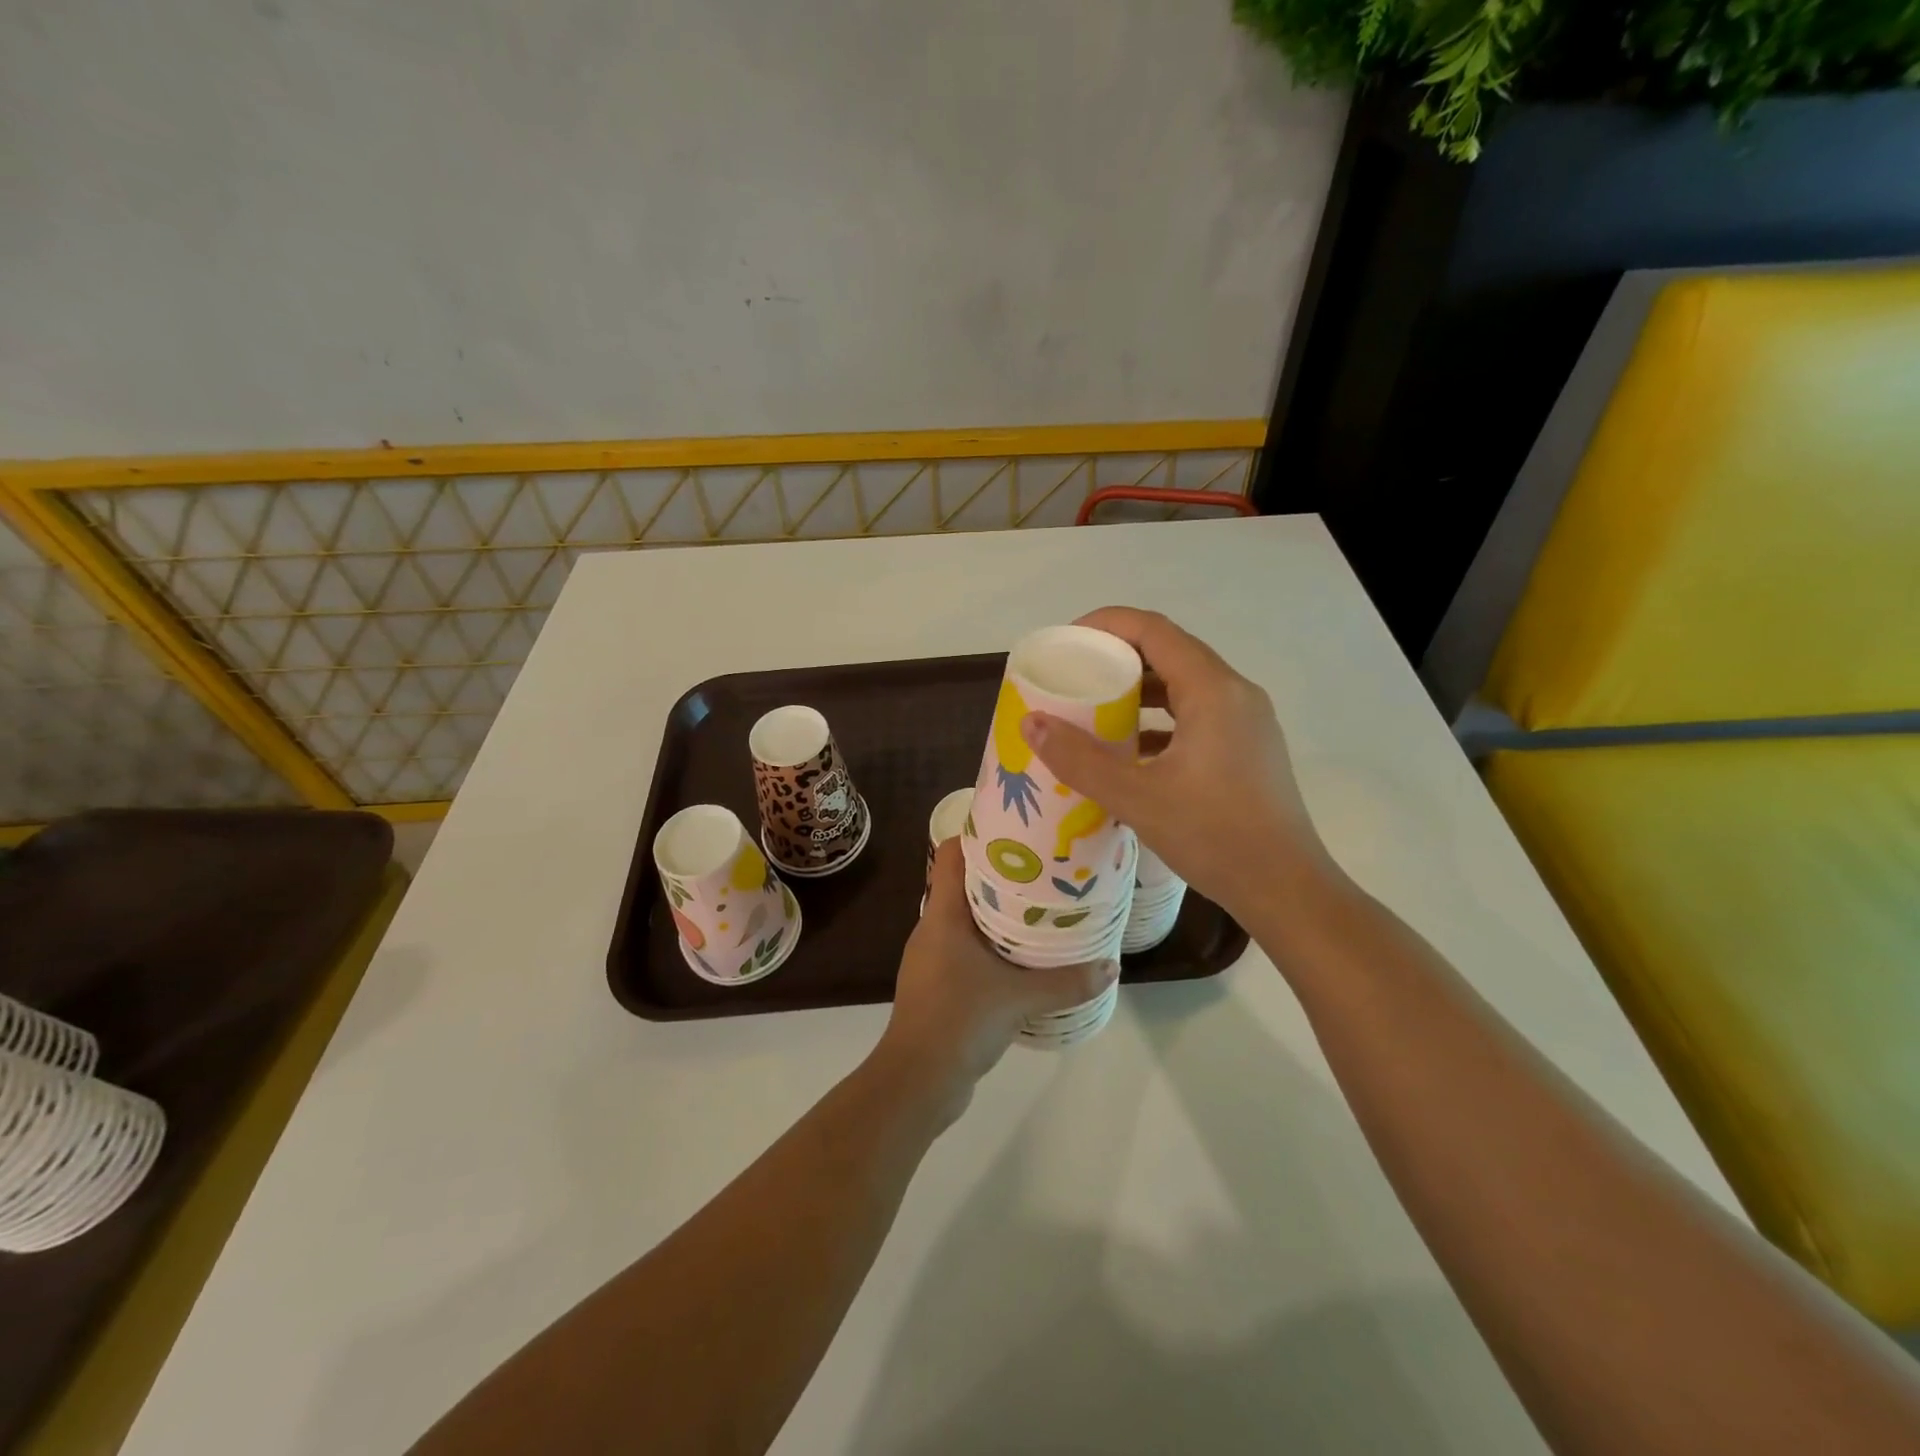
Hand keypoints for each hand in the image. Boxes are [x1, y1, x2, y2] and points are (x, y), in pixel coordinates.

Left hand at [875, 839, 1117, 1124]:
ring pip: (964, 917)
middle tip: (1042, 868)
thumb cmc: (960, 1020)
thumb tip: (1111, 967)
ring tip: (1038, 908)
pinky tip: (1020, 957)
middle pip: (961, 882)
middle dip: (1000, 874)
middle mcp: (932, 927)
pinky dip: (989, 943)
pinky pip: (964, 948)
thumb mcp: (1020, 998)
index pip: (951, 853)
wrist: (917, 1080)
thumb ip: (1067, 982)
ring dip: (996, 911)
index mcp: (942, 914)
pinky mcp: (937, 983)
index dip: (978, 834)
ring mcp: (931, 957)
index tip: (1017, 830)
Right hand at [1019, 607, 1336, 924]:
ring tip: (1096, 710)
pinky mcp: (1248, 749)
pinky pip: (1197, 715)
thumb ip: (1080, 759)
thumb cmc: (1214, 836)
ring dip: (1139, 691)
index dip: (1106, 625)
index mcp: (1213, 690)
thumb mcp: (1137, 797)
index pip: (1154, 630)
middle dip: (1118, 658)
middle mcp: (1236, 694)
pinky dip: (1160, 720)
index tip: (1067, 642)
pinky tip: (1132, 751)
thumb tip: (1031, 723)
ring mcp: (1247, 722)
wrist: (1286, 889)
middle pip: (1170, 653)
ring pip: (1185, 686)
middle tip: (1074, 676)